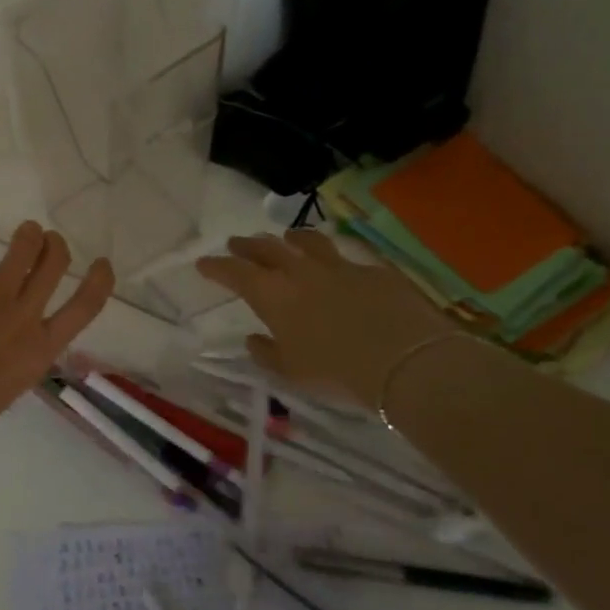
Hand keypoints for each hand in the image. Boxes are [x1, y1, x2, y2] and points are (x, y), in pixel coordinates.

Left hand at [0, 212, 114, 455]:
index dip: (98, 281)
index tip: (101, 263)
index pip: (84, 307)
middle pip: (54, 265)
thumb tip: (1, 370)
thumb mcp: (5, 396)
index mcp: (41, 349)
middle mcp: (25, 315)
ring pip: (24, 246)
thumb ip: (11, 371)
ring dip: (28, 233)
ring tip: (23, 231)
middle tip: (47, 242)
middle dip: (55, 246)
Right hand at [195, 228, 453, 410]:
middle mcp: (300, 272)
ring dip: (292, 239)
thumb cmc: (336, 370)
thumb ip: (267, 352)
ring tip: (287, 238)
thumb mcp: (291, 371)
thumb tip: (254, 339)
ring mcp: (339, 267)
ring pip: (308, 242)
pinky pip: (347, 258)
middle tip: (237, 243)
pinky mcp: (374, 271)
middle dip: (248, 245)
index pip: (234, 272)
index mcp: (272, 295)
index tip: (204, 263)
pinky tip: (339, 266)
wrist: (405, 360)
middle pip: (267, 249)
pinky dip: (334, 259)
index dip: (217, 266)